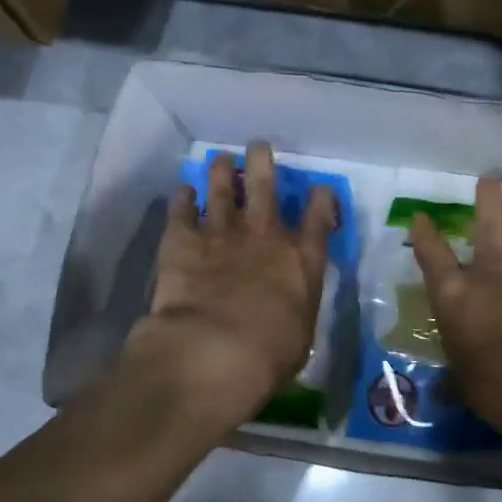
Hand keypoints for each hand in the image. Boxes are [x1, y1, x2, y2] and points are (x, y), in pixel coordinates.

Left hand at [126, 141, 336, 429]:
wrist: (214, 351)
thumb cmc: (270, 355)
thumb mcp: (301, 334)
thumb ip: (296, 307)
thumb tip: (290, 303)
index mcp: (301, 260)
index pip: (318, 217)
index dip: (320, 200)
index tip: (318, 190)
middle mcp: (264, 236)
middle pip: (265, 186)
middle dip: (263, 163)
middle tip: (258, 147)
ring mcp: (221, 233)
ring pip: (222, 188)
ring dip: (221, 171)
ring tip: (219, 158)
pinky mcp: (181, 240)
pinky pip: (181, 210)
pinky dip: (182, 198)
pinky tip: (182, 190)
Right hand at [409, 177, 501, 450]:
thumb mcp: (467, 387)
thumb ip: (457, 377)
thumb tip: (445, 388)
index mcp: (456, 298)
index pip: (432, 256)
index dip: (424, 233)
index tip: (420, 216)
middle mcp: (493, 276)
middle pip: (489, 225)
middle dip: (488, 199)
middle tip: (491, 178)